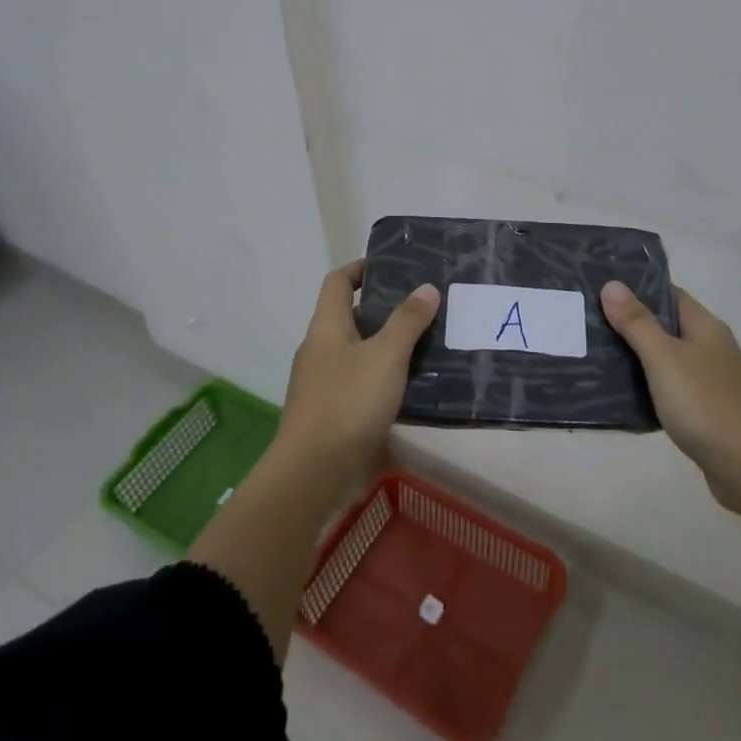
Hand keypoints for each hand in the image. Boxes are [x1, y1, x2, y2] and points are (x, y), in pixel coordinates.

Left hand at [274, 260, 438, 500]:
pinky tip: (412, 387)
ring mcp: (323, 384)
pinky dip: (384, 378)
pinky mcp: (332, 414)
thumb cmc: (348, 402)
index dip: (361, 268)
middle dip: (385, 310)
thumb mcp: (386, 356)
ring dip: (388, 347)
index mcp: (326, 327)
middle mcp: (320, 350)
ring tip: (427, 344)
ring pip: (359, 353)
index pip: (338, 282)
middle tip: (424, 307)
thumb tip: (426, 287)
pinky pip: (361, 384)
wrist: (313, 474)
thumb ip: (407, 320)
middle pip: (350, 317)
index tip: (392, 266)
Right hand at [600, 281, 740, 511]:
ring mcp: (712, 378)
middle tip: (591, 321)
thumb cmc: (703, 404)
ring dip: (638, 355)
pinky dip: (650, 384)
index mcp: (705, 326)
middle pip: (667, 324)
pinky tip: (625, 392)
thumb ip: (637, 322)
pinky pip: (672, 385)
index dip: (637, 288)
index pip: (669, 293)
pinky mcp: (707, 407)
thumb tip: (612, 284)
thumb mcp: (663, 358)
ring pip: (668, 357)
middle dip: (631, 323)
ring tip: (598, 354)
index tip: (602, 288)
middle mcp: (711, 346)